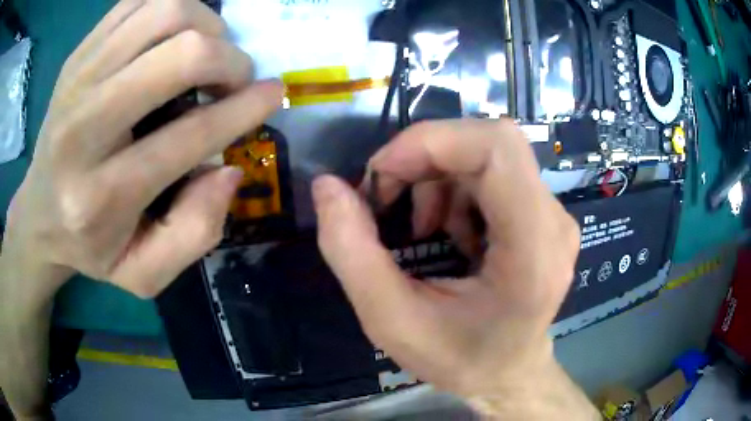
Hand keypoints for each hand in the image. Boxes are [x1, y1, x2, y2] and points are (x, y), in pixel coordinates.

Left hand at [2, 0, 282, 299]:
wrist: (39, 213)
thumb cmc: (90, 246)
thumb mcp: (145, 273)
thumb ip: (195, 233)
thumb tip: (229, 170)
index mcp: (103, 195)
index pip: (189, 135)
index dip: (246, 108)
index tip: (274, 94)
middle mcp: (84, 127)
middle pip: (179, 53)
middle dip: (227, 59)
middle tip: (233, 77)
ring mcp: (77, 79)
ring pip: (164, 13)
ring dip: (204, 25)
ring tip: (204, 51)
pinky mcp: (78, 54)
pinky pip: (139, 1)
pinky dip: (171, 8)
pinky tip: (173, 36)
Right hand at [313, 119, 594, 417]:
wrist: (509, 373)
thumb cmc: (460, 359)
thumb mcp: (390, 321)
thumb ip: (350, 252)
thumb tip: (326, 186)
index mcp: (533, 250)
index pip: (497, 148)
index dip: (431, 141)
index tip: (380, 174)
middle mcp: (553, 221)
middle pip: (490, 144)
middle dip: (425, 158)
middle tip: (386, 200)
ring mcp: (553, 215)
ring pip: (487, 155)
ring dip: (437, 177)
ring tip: (418, 228)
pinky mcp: (543, 214)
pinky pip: (493, 173)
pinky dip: (454, 187)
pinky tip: (445, 230)